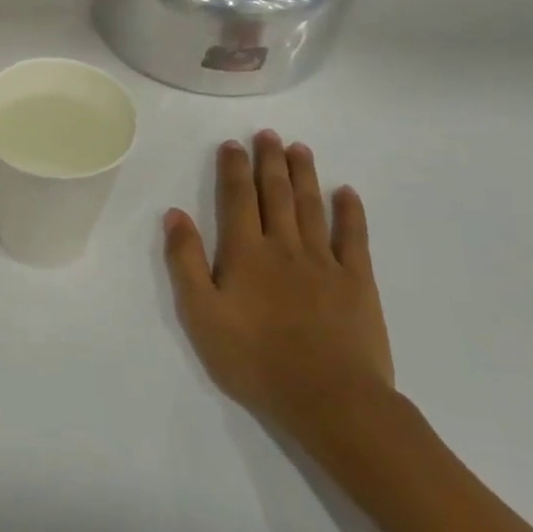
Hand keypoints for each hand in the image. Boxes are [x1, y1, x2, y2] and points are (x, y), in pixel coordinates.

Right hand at [163, 131, 393, 447]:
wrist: (328, 397)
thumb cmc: (253, 359)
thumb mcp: (201, 314)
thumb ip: (186, 261)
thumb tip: (175, 214)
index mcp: (245, 253)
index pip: (237, 199)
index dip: (233, 169)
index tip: (232, 144)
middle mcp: (284, 246)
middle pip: (276, 194)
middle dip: (269, 161)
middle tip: (268, 134)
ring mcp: (324, 262)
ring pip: (311, 206)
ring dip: (304, 175)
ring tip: (298, 148)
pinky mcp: (357, 281)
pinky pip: (354, 237)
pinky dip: (350, 212)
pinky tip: (346, 192)